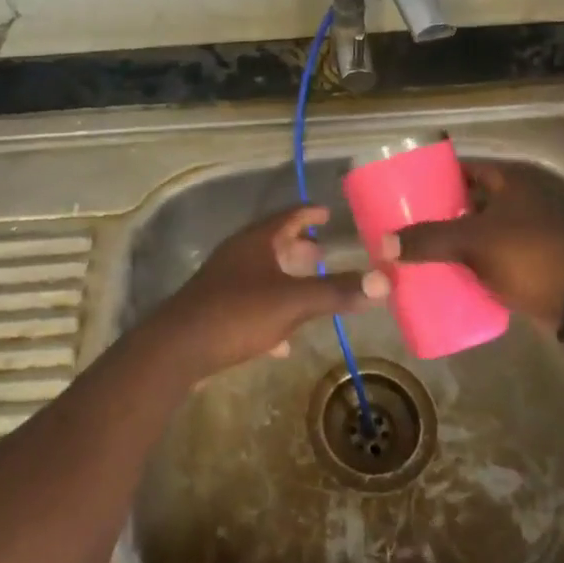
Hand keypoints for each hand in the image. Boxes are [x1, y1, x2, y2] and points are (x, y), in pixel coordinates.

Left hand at [150, 205, 388, 380]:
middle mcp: (238, 255)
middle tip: (324, 253)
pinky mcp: (216, 311)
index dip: (309, 213)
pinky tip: (283, 341)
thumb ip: (337, 291)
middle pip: (273, 244)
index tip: (327, 212)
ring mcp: (224, 283)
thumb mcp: (293, 302)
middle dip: (299, 248)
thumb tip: (386, 279)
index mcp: (256, 242)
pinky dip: (271, 313)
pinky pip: (251, 305)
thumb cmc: (237, 313)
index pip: (287, 216)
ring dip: (286, 279)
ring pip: (262, 274)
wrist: (177, 349)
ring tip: (310, 289)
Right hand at [387, 162, 563, 333]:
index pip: (466, 168)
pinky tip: (450, 272)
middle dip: (443, 210)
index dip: (438, 175)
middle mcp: (521, 201)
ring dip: (458, 238)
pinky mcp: (532, 263)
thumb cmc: (527, 255)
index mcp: (511, 183)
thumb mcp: (472, 242)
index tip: (410, 188)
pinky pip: (493, 256)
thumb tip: (382, 244)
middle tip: (410, 220)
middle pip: (472, 200)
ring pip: (483, 230)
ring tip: (422, 247)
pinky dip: (474, 261)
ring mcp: (529, 233)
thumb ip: (428, 240)